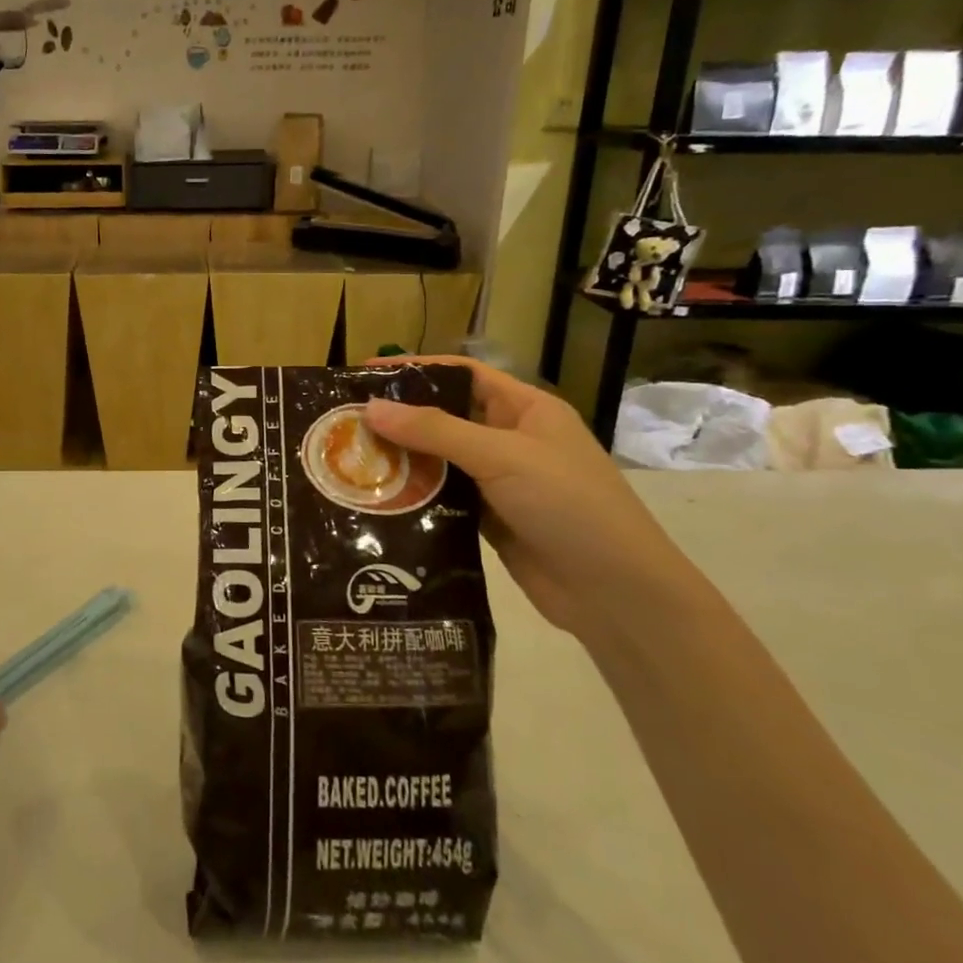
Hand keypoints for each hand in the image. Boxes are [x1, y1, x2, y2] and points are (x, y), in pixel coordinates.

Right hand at [363, 357, 698, 639]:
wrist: (616, 593)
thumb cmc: (568, 505)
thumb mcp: (502, 457)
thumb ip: (436, 432)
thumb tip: (372, 409)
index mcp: (525, 410)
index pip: (463, 375)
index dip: (417, 369)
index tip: (366, 373)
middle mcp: (510, 440)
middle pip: (446, 417)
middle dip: (400, 417)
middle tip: (346, 421)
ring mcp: (500, 483)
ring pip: (441, 460)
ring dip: (403, 459)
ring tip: (351, 458)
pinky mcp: (489, 521)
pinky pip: (444, 499)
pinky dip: (415, 496)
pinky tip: (379, 498)